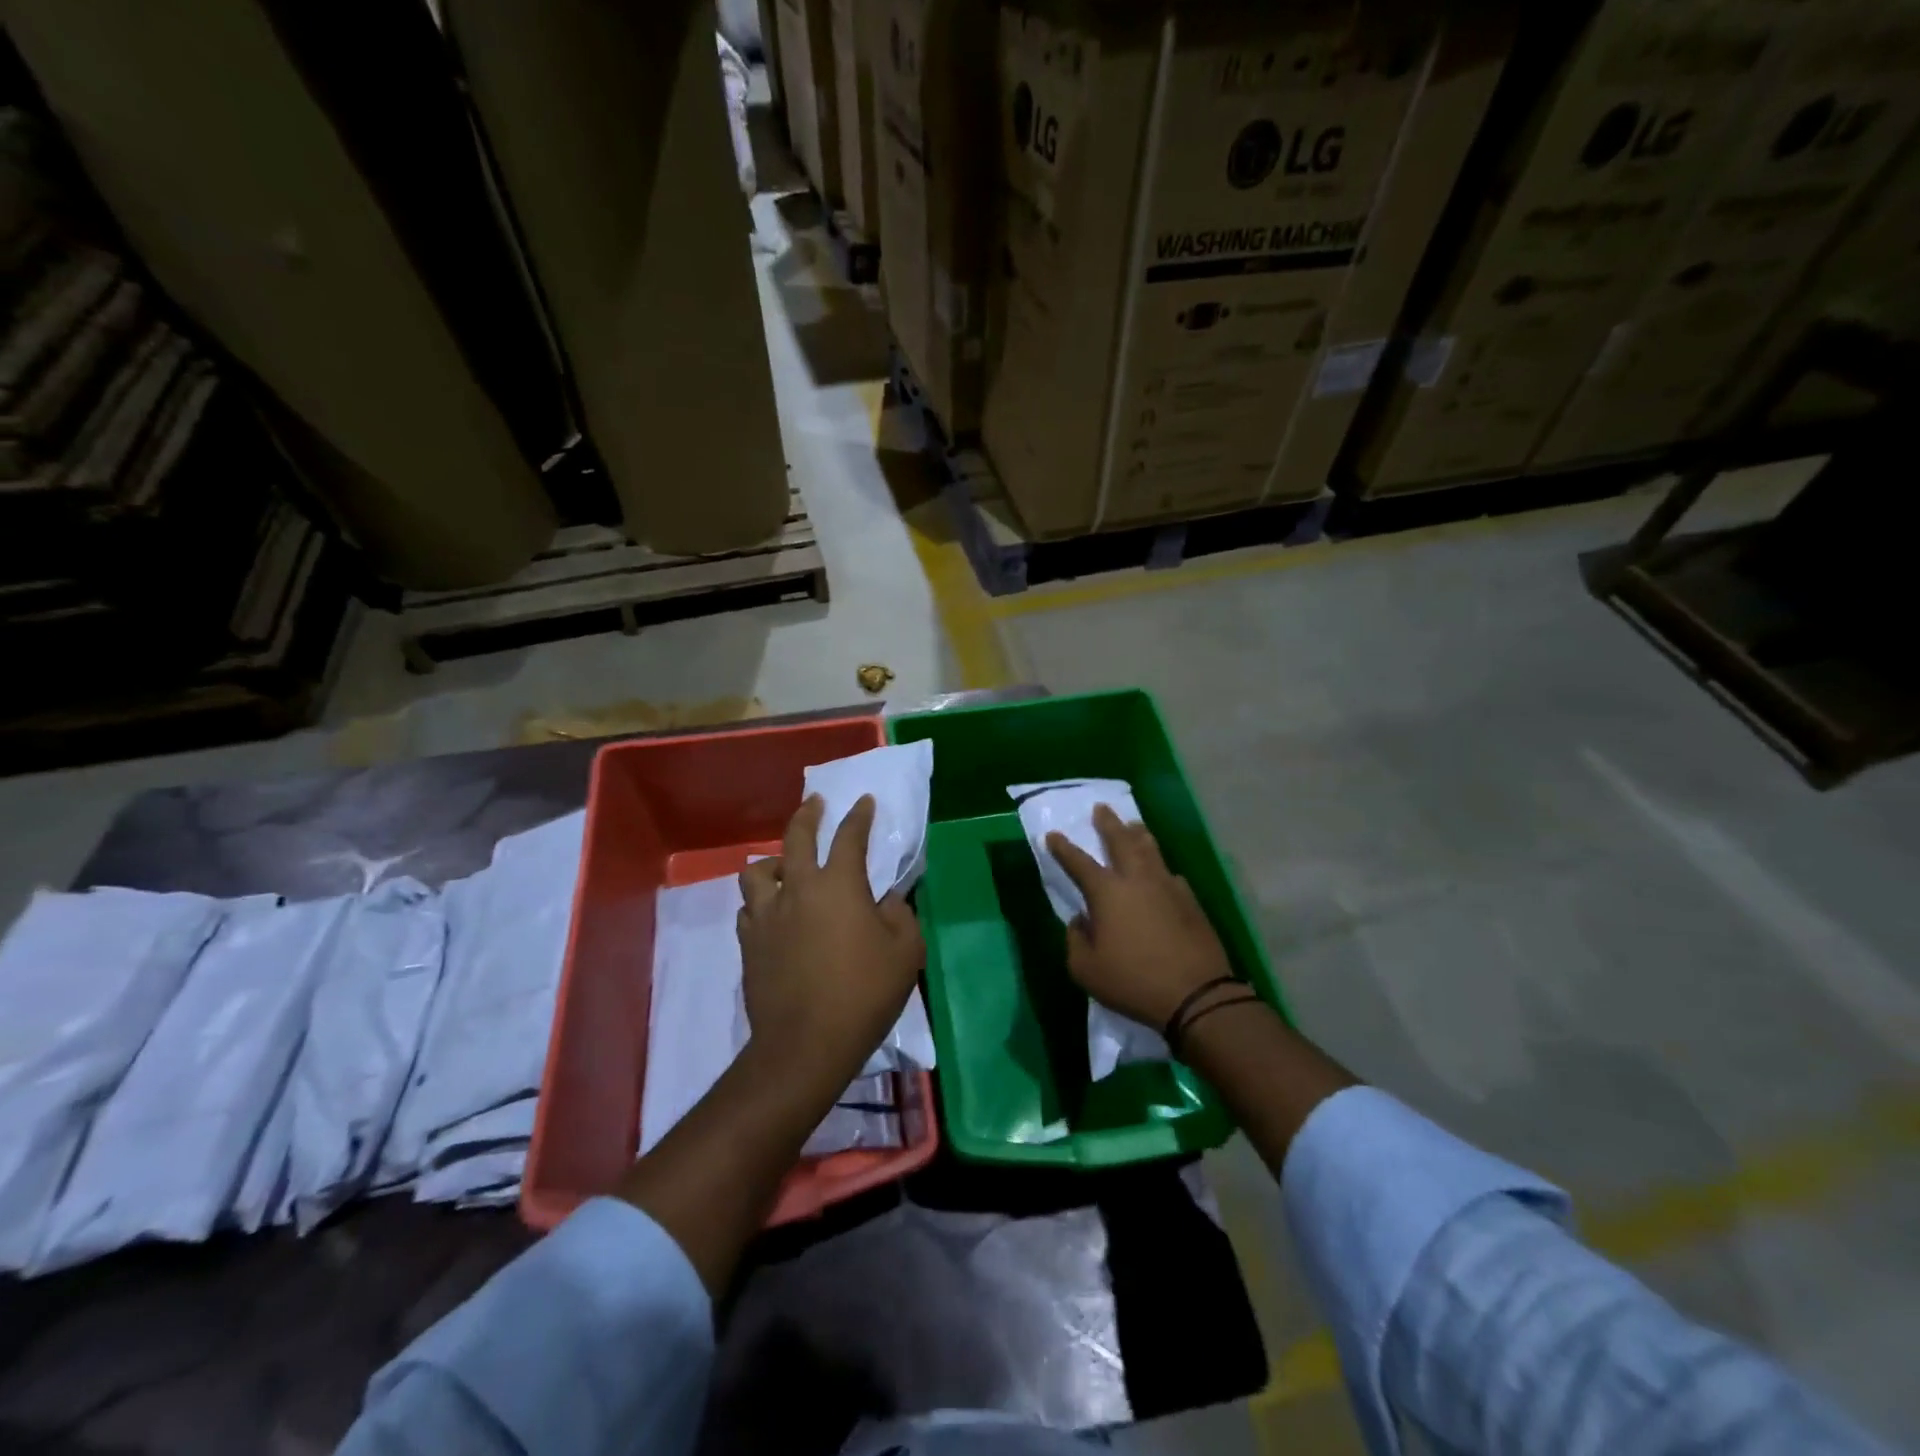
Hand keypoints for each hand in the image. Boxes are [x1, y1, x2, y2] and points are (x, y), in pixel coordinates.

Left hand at [737, 794, 923, 1091]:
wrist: (806, 1044)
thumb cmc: (864, 993)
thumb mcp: (905, 952)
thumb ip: (900, 915)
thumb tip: (887, 900)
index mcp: (839, 884)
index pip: (849, 836)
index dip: (859, 815)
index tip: (864, 801)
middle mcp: (798, 888)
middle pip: (795, 838)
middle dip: (808, 814)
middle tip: (815, 803)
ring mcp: (767, 915)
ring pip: (757, 871)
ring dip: (773, 861)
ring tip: (783, 865)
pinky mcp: (749, 943)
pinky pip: (749, 908)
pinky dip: (761, 901)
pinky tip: (771, 911)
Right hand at [1047, 804, 1233, 1028]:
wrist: (1195, 995)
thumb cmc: (1132, 981)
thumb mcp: (1086, 969)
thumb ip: (1075, 940)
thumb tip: (1081, 921)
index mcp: (1107, 892)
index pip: (1078, 862)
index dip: (1063, 848)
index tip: (1053, 835)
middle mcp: (1137, 880)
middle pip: (1121, 841)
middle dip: (1108, 824)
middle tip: (1101, 808)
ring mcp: (1168, 887)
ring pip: (1151, 850)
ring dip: (1138, 835)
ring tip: (1133, 825)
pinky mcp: (1191, 901)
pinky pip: (1171, 875)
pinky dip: (1161, 868)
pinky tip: (1163, 872)